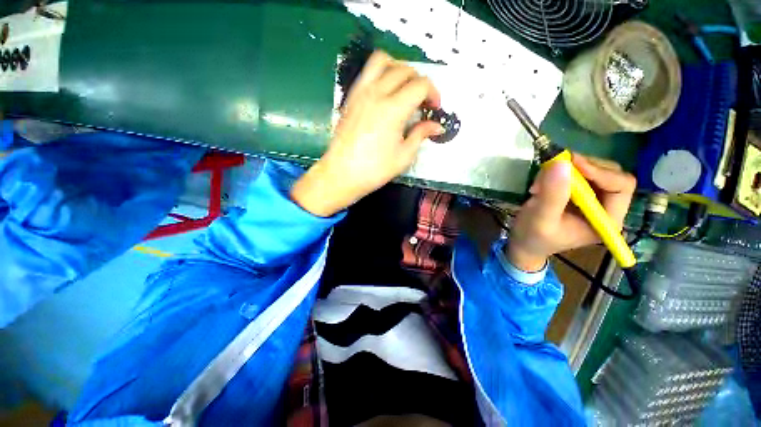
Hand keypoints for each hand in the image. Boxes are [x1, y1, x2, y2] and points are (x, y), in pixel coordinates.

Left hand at [291, 51, 443, 216]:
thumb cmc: (374, 169)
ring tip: (404, 88)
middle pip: (404, 70)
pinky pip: (367, 72)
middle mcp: (377, 93)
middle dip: (419, 81)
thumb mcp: (403, 156)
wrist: (342, 174)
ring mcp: (361, 92)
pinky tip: (385, 93)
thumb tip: (437, 126)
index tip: (435, 108)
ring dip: (399, 68)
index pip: (420, 85)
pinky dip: (381, 73)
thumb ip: (420, 135)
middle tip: (422, 102)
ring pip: (383, 60)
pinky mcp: (351, 97)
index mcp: (393, 109)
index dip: (433, 93)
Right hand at [507, 154, 636, 271]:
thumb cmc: (533, 236)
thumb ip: (552, 194)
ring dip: (565, 171)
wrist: (523, 243)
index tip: (571, 163)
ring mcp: (592, 199)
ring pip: (591, 170)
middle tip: (553, 169)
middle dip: (580, 169)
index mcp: (607, 220)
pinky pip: (576, 173)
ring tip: (540, 183)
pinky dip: (558, 173)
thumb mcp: (541, 218)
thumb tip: (561, 163)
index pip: (621, 186)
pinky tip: (541, 184)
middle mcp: (606, 207)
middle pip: (609, 174)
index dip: (599, 171)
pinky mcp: (578, 194)